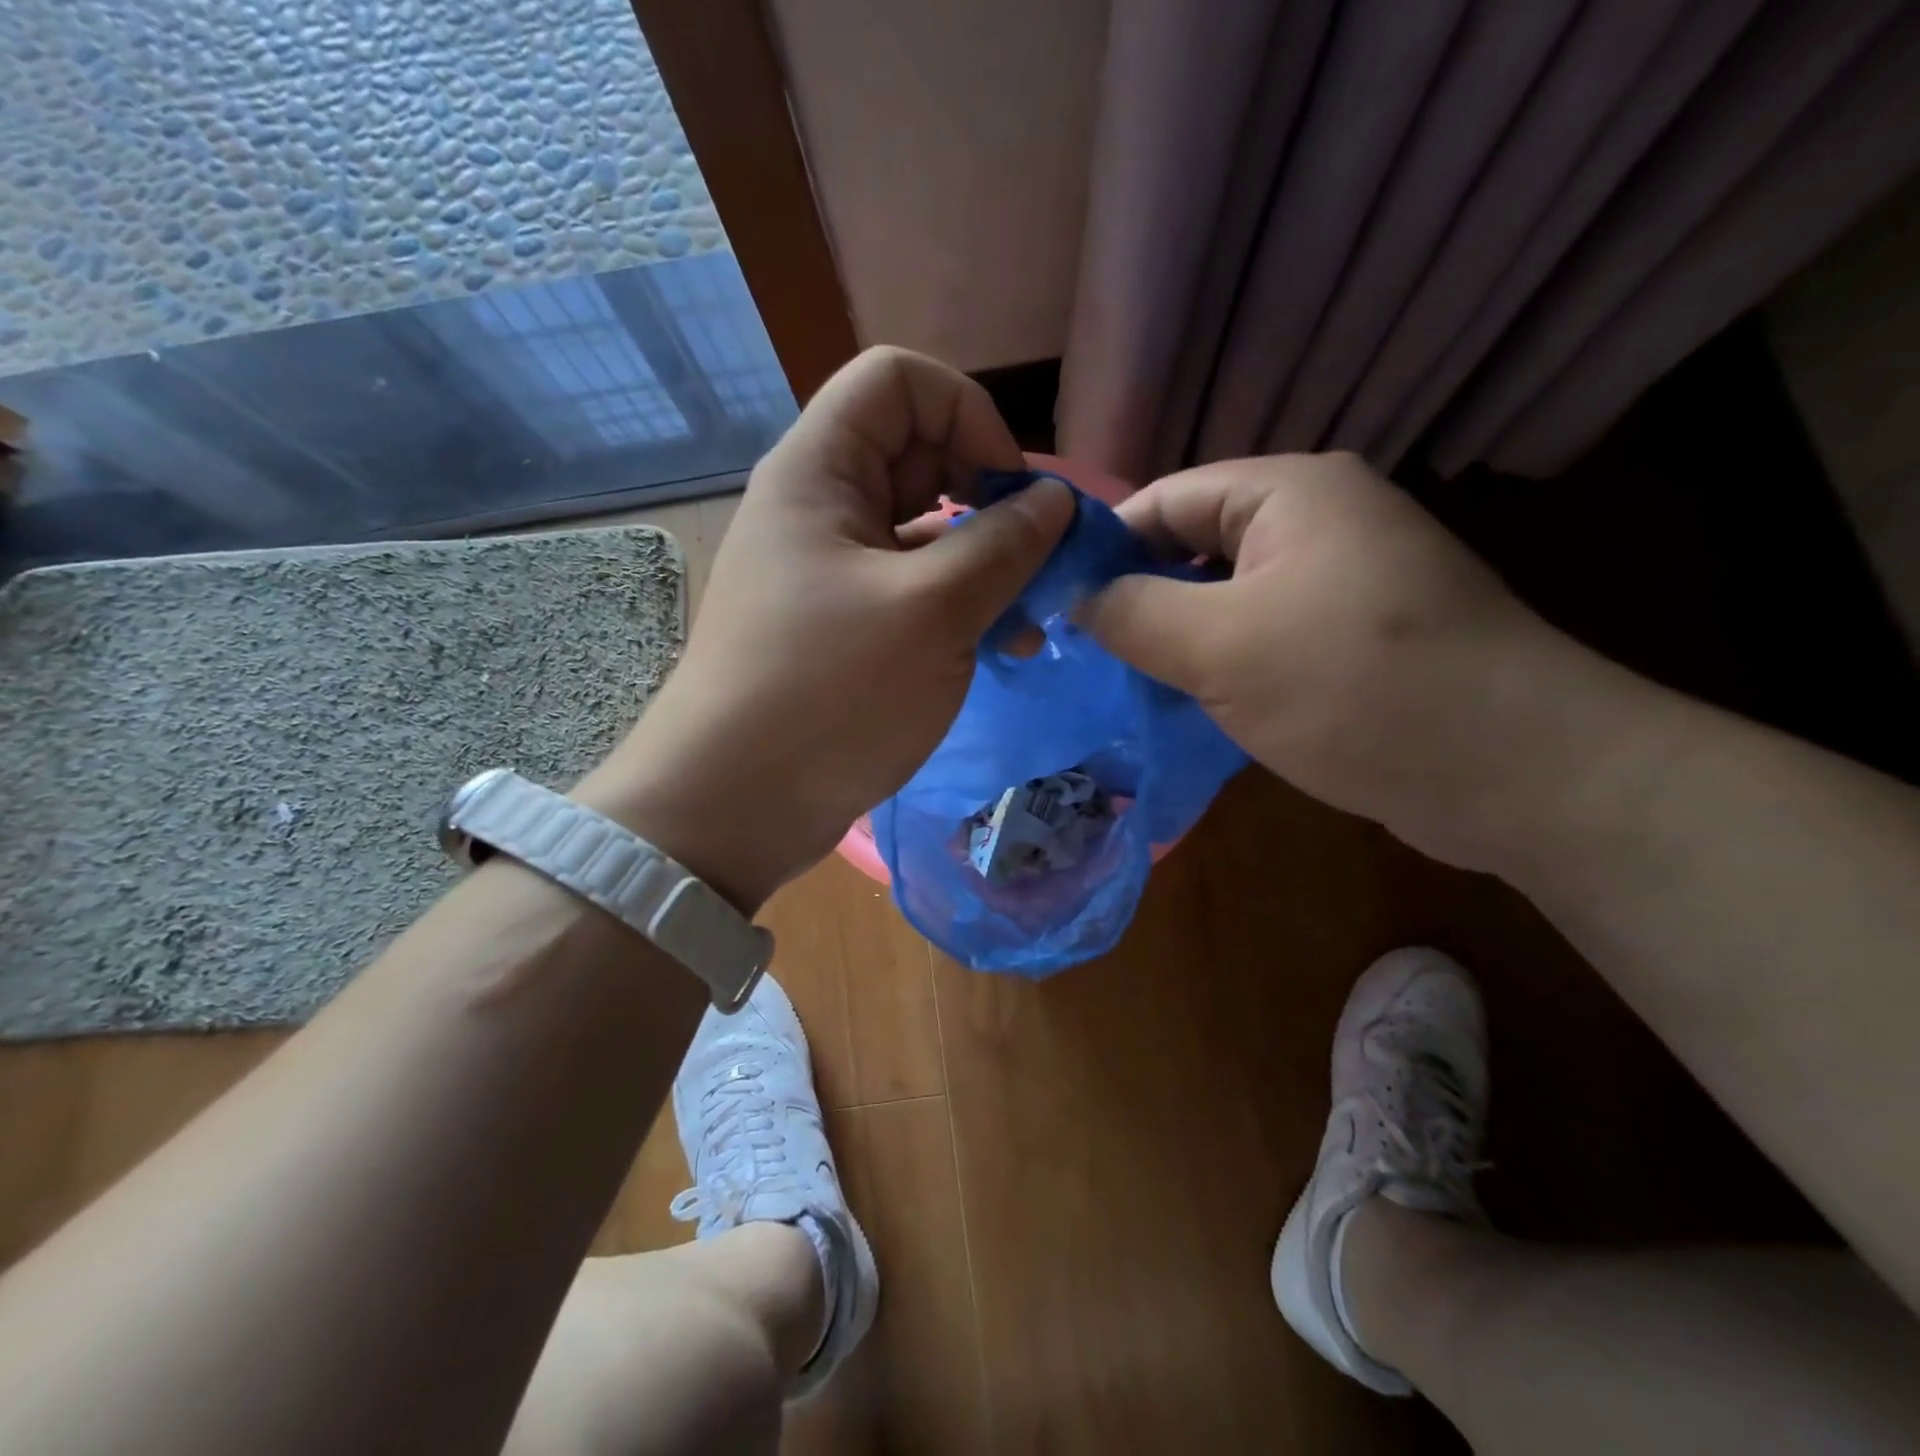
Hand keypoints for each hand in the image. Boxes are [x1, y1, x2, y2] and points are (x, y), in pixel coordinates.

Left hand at [578, 347, 1073, 910]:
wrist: (733, 806)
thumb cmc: (828, 695)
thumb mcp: (932, 613)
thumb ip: (1003, 545)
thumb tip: (1056, 501)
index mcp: (820, 472)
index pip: (900, 381)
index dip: (969, 415)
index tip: (1012, 491)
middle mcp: (821, 508)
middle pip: (919, 454)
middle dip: (988, 497)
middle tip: (1036, 561)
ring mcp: (830, 571)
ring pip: (923, 531)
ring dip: (984, 563)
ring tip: (1028, 621)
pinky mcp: (843, 626)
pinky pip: (911, 589)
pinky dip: (958, 605)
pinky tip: (997, 647)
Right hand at [1078, 453, 1614, 866]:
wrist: (1518, 774)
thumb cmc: (1356, 690)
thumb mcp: (1220, 647)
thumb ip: (1132, 613)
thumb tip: (1078, 598)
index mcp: (1290, 493)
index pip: (1165, 500)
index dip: (1103, 548)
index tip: (1054, 604)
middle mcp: (1319, 521)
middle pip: (1195, 547)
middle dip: (1139, 598)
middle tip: (1085, 654)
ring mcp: (1343, 580)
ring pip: (1226, 597)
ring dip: (1178, 638)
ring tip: (1126, 683)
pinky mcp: (1355, 636)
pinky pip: (1263, 634)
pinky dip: (1221, 663)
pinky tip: (1189, 702)